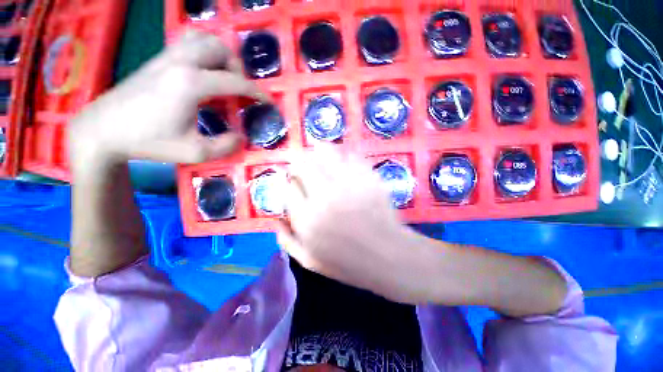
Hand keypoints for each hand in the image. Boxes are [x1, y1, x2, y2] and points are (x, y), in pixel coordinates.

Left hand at [69, 29, 268, 166]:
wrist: (103, 129)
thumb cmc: (148, 142)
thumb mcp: (194, 152)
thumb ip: (225, 146)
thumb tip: (241, 138)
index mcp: (191, 84)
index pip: (236, 82)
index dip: (257, 92)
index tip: (268, 101)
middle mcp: (181, 62)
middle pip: (220, 49)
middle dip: (237, 69)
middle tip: (238, 90)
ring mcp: (167, 57)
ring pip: (203, 39)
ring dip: (220, 55)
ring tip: (223, 77)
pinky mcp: (157, 59)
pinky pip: (187, 42)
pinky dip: (203, 51)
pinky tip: (203, 70)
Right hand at [278, 149, 427, 303]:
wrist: (389, 258)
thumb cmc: (349, 264)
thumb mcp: (311, 262)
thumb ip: (287, 242)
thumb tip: (276, 220)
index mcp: (308, 219)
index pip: (289, 188)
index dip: (288, 180)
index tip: (291, 179)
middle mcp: (325, 196)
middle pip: (304, 165)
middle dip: (298, 160)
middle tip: (301, 160)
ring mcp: (349, 185)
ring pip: (326, 154)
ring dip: (319, 149)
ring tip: (317, 148)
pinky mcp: (369, 179)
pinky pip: (352, 157)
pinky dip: (344, 153)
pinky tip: (342, 155)